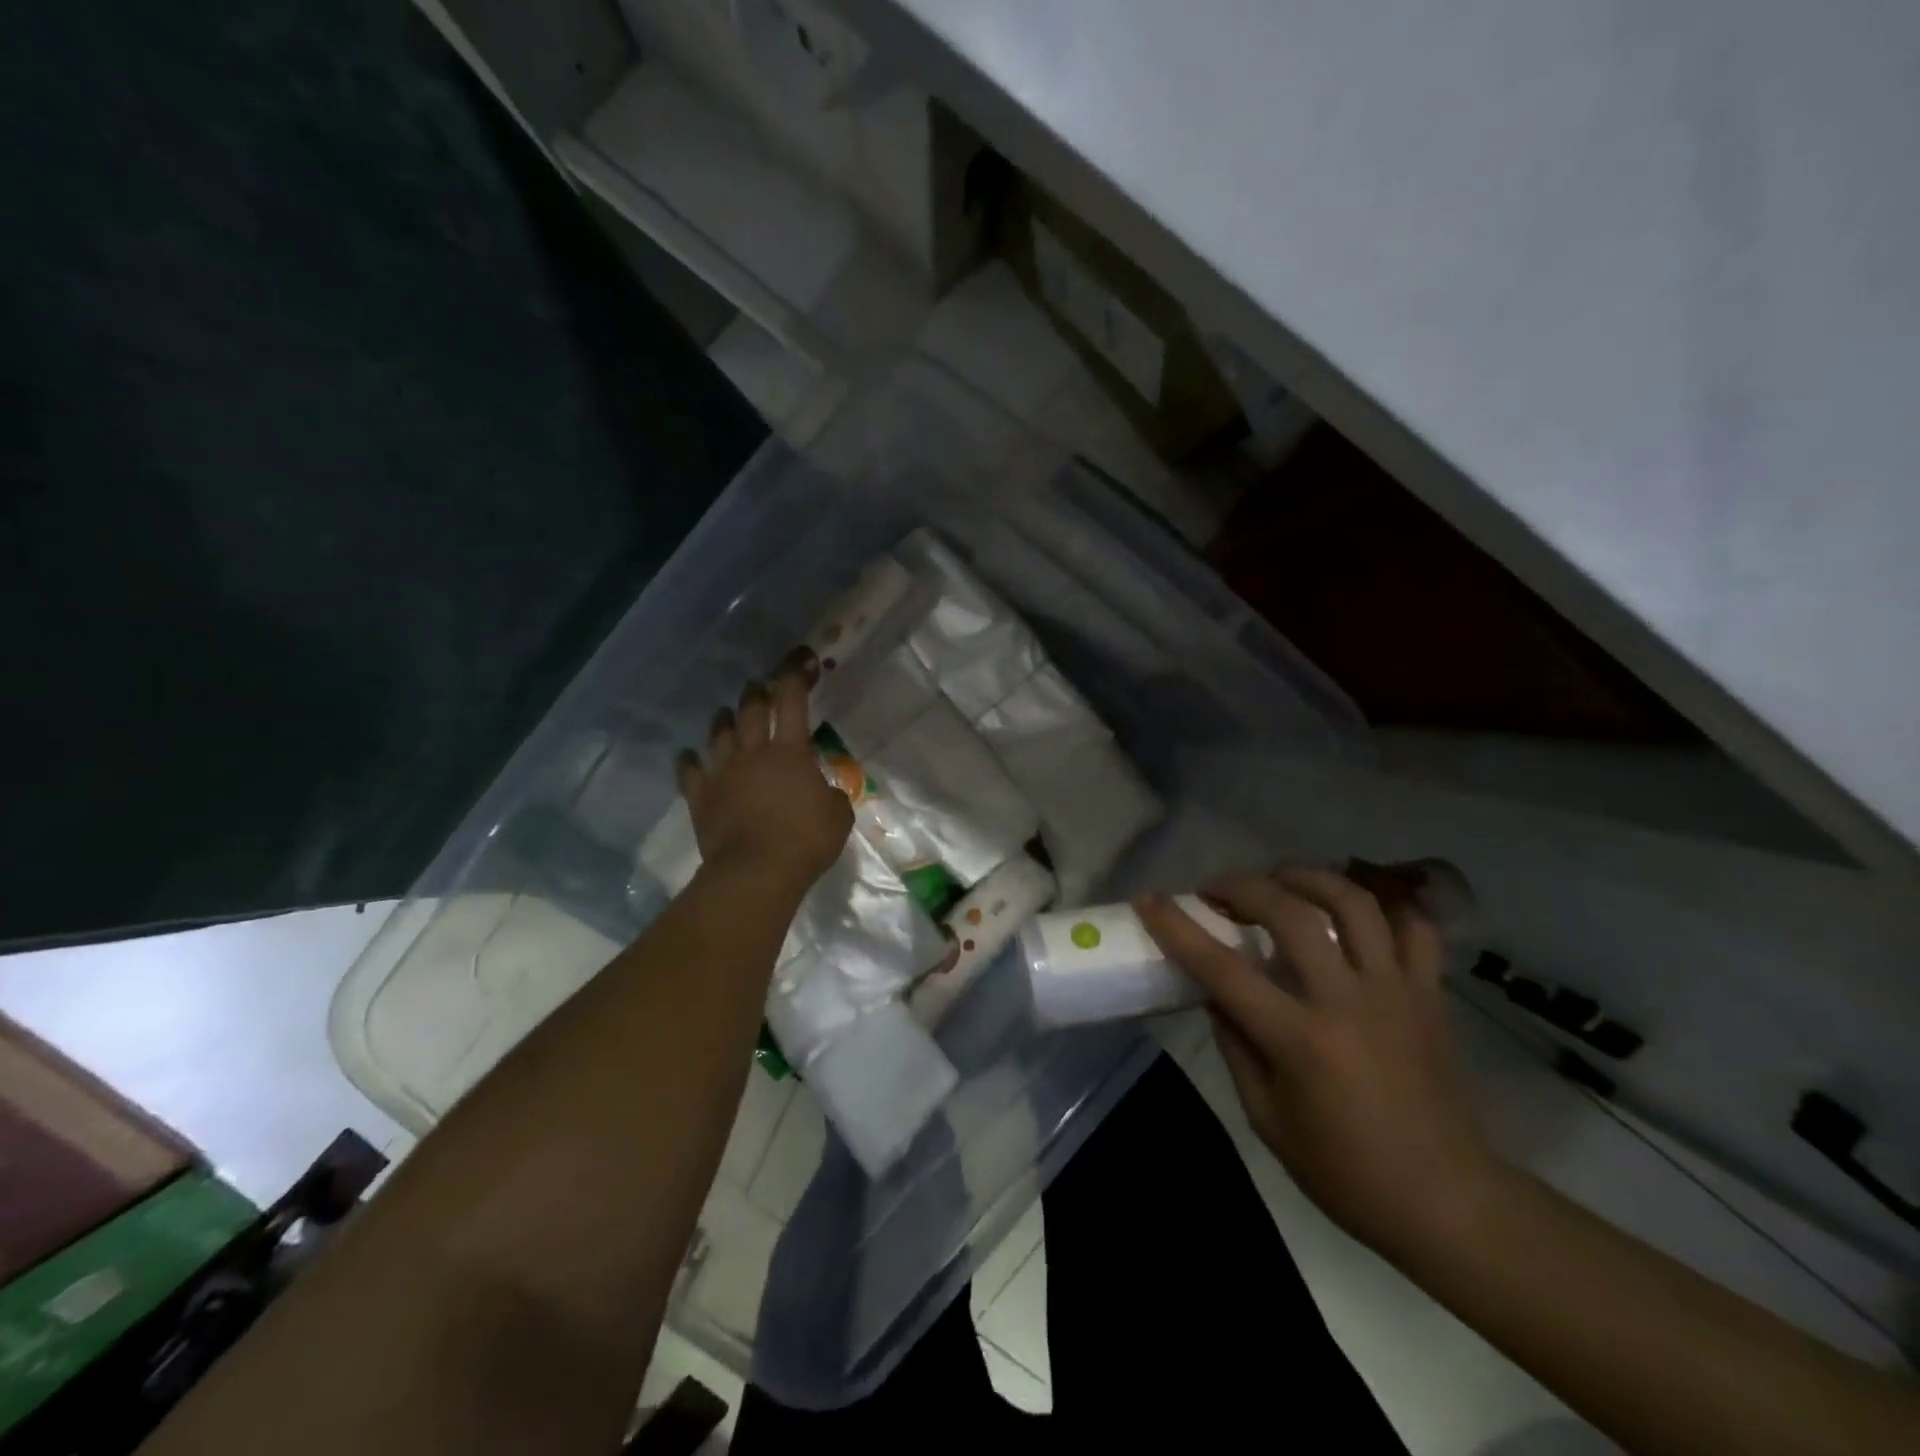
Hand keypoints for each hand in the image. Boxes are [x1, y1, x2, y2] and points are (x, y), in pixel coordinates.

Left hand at [677, 648, 852, 896]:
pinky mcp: (700, 796)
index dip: (796, 674)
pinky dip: (689, 761)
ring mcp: (722, 772)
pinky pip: (689, 771)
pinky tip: (689, 757)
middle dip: (757, 692)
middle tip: (760, 687)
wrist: (756, 872)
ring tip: (728, 715)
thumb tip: (823, 789)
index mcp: (790, 751)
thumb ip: (831, 793)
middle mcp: (752, 752)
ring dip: (725, 720)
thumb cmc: (805, 840)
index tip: (802, 659)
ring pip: (718, 733)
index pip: (792, 700)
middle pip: (751, 709)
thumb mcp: (838, 814)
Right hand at [1137, 867, 1500, 1261]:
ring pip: (1354, 903)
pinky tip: (1353, 912)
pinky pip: (1413, 930)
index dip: (1178, 928)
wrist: (1447, 1202)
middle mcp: (1347, 1001)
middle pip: (1290, 914)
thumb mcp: (1267, 1119)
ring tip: (1281, 880)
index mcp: (1299, 1040)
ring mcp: (1395, 992)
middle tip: (1218, 889)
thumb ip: (1236, 1046)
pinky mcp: (1430, 996)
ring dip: (1309, 878)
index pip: (1223, 968)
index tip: (1148, 900)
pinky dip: (1383, 908)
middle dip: (1243, 886)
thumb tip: (1216, 994)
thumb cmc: (1345, 1172)